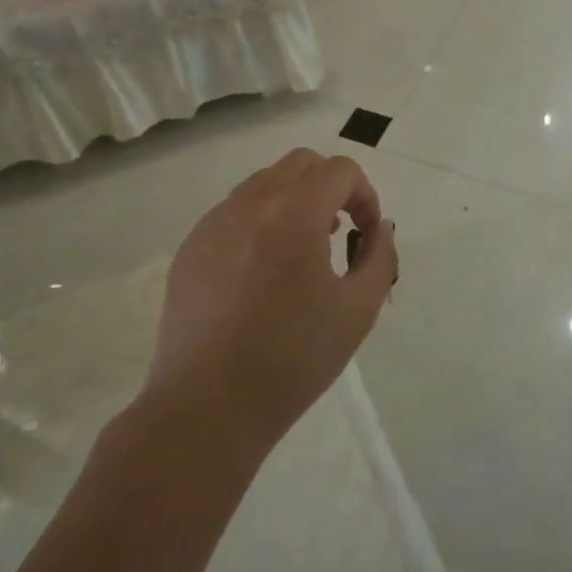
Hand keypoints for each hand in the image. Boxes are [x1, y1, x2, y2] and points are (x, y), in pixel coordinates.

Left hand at [145, 149, 397, 449]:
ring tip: (302, 252)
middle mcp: (250, 204)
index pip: (340, 171)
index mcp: (294, 213)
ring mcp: (214, 223)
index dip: (365, 195)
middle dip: (331, 187)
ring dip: (294, 200)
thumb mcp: (358, 310)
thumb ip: (380, 257)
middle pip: (301, 164)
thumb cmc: (292, 359)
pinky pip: (234, 212)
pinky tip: (262, 273)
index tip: (365, 235)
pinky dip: (261, 221)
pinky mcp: (191, 248)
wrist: (208, 407)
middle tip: (339, 233)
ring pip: (264, 183)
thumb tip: (378, 228)